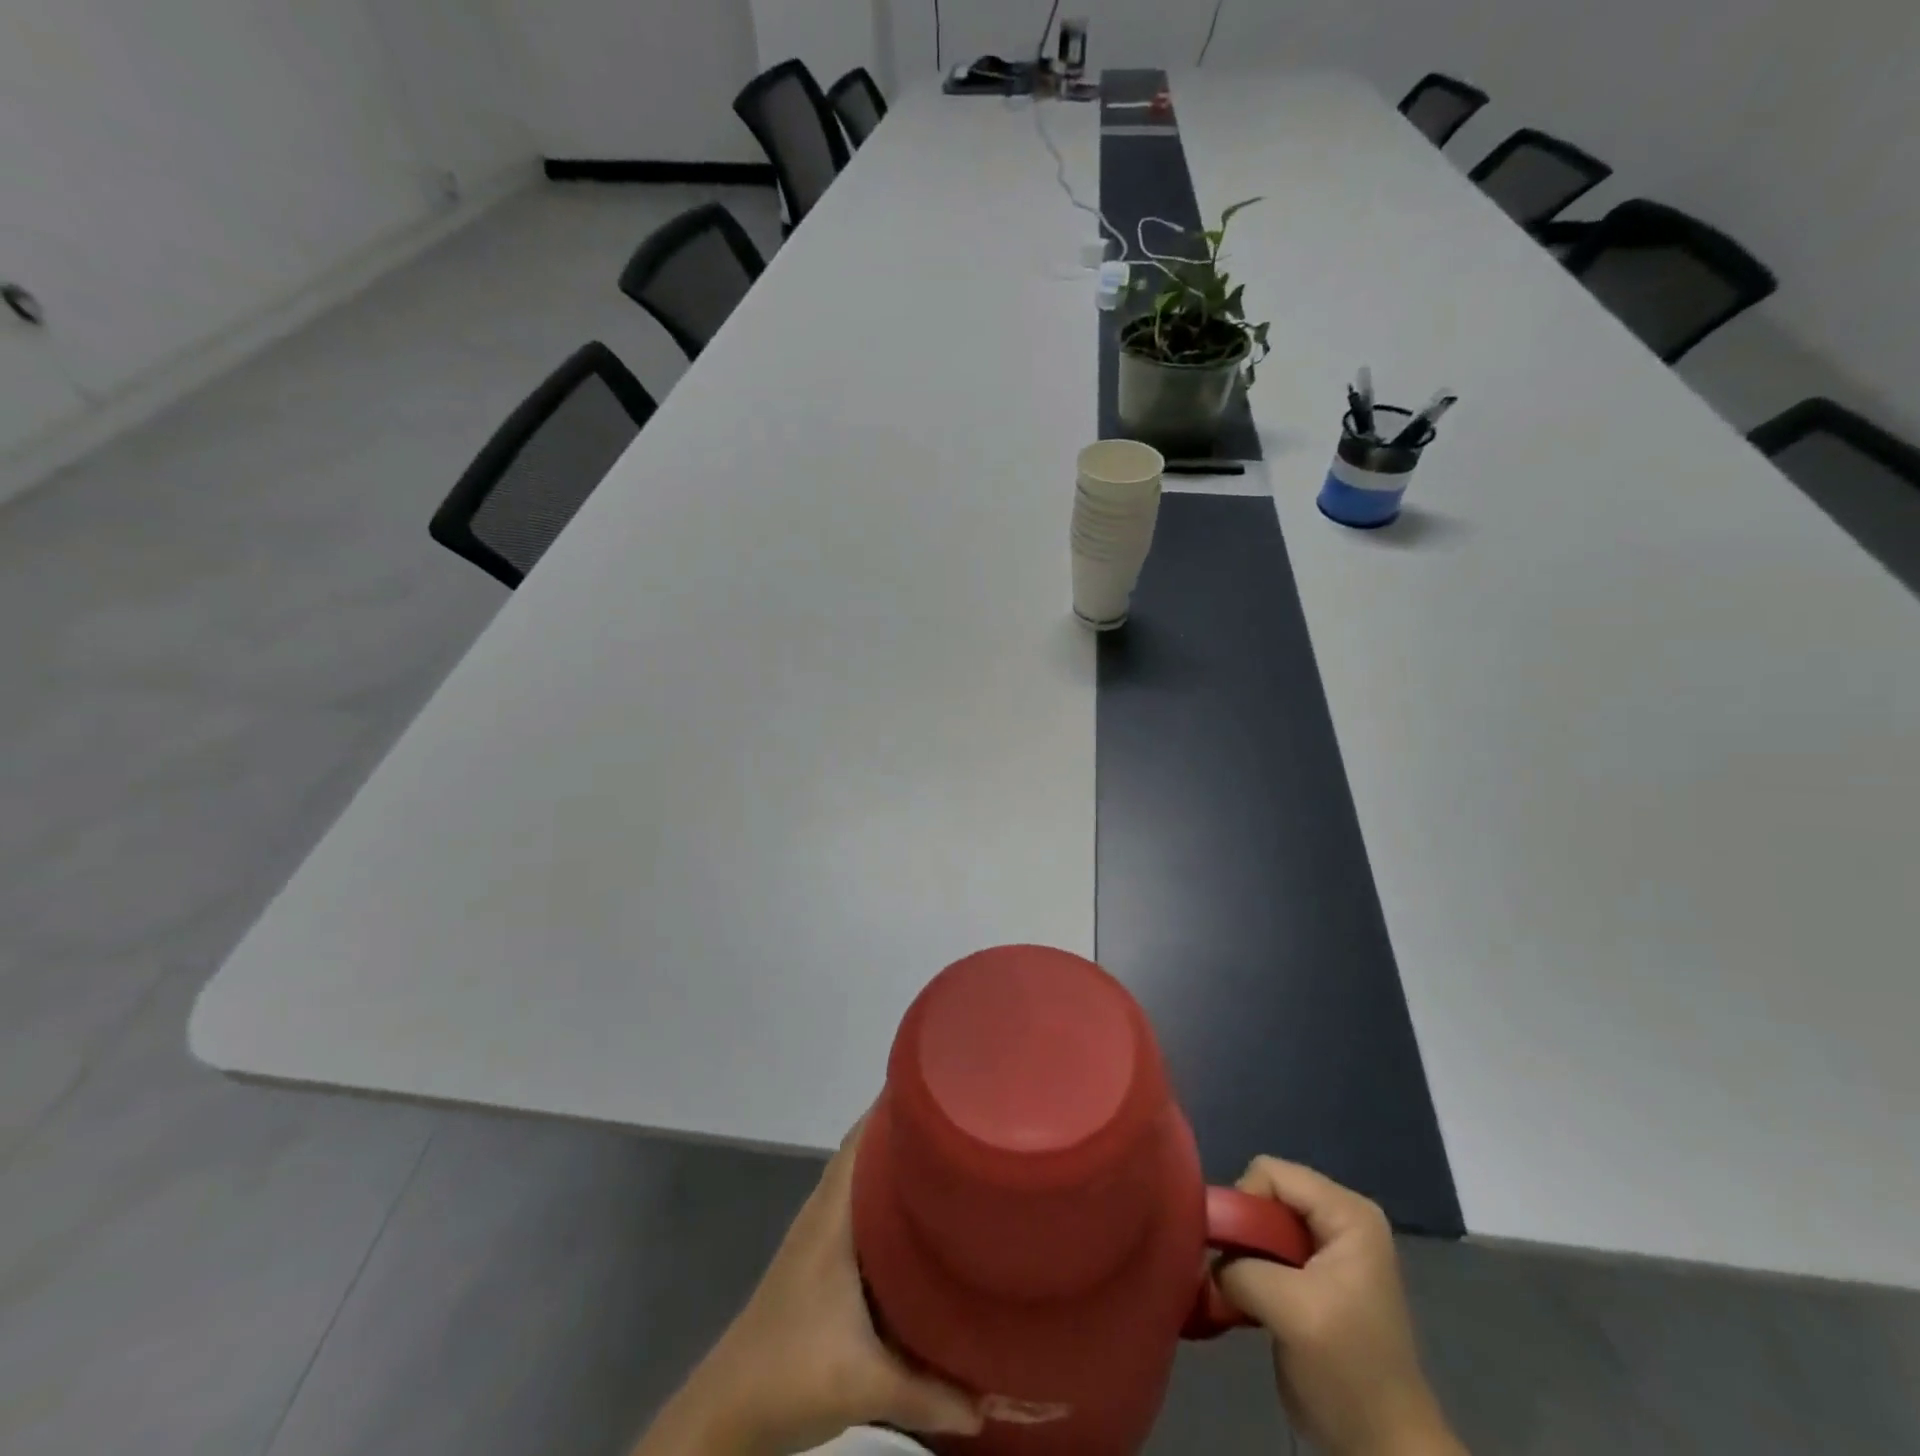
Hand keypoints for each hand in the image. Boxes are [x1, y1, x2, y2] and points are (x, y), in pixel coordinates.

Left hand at [634, 1119, 982, 1455]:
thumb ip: (930, 1393)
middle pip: (865, 1151)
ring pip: (860, 1180)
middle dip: (906, 1131)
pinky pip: (856, 1208)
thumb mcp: (866, 1385)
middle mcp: (824, 1212)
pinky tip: (913, 1218)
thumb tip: (989, 1405)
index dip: (895, 1105)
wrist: (722, 1414)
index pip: (863, 1138)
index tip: (938, 1084)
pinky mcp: (817, 1262)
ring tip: (944, 1156)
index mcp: (833, 1215)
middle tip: (957, 1118)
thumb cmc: (789, 1374)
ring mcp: (817, 1236)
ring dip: (893, 1164)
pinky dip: (882, 1198)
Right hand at [1217, 1159, 1465, 1455]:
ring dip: (1241, 1257)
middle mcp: (1338, 1219)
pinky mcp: (1310, 1278)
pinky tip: (1243, 1303)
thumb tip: (1206, 1260)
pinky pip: (1264, 1252)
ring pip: (1259, 1225)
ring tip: (1237, 1292)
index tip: (1236, 1253)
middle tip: (1235, 1275)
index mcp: (1347, 1213)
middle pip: (1264, 1195)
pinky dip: (1246, 1273)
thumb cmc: (1348, 1370)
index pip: (1271, 1172)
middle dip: (1242, 1232)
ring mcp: (1325, 1249)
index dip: (1245, 1204)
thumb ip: (1241, 1268)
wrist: (1383, 1449)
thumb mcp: (1291, 1310)